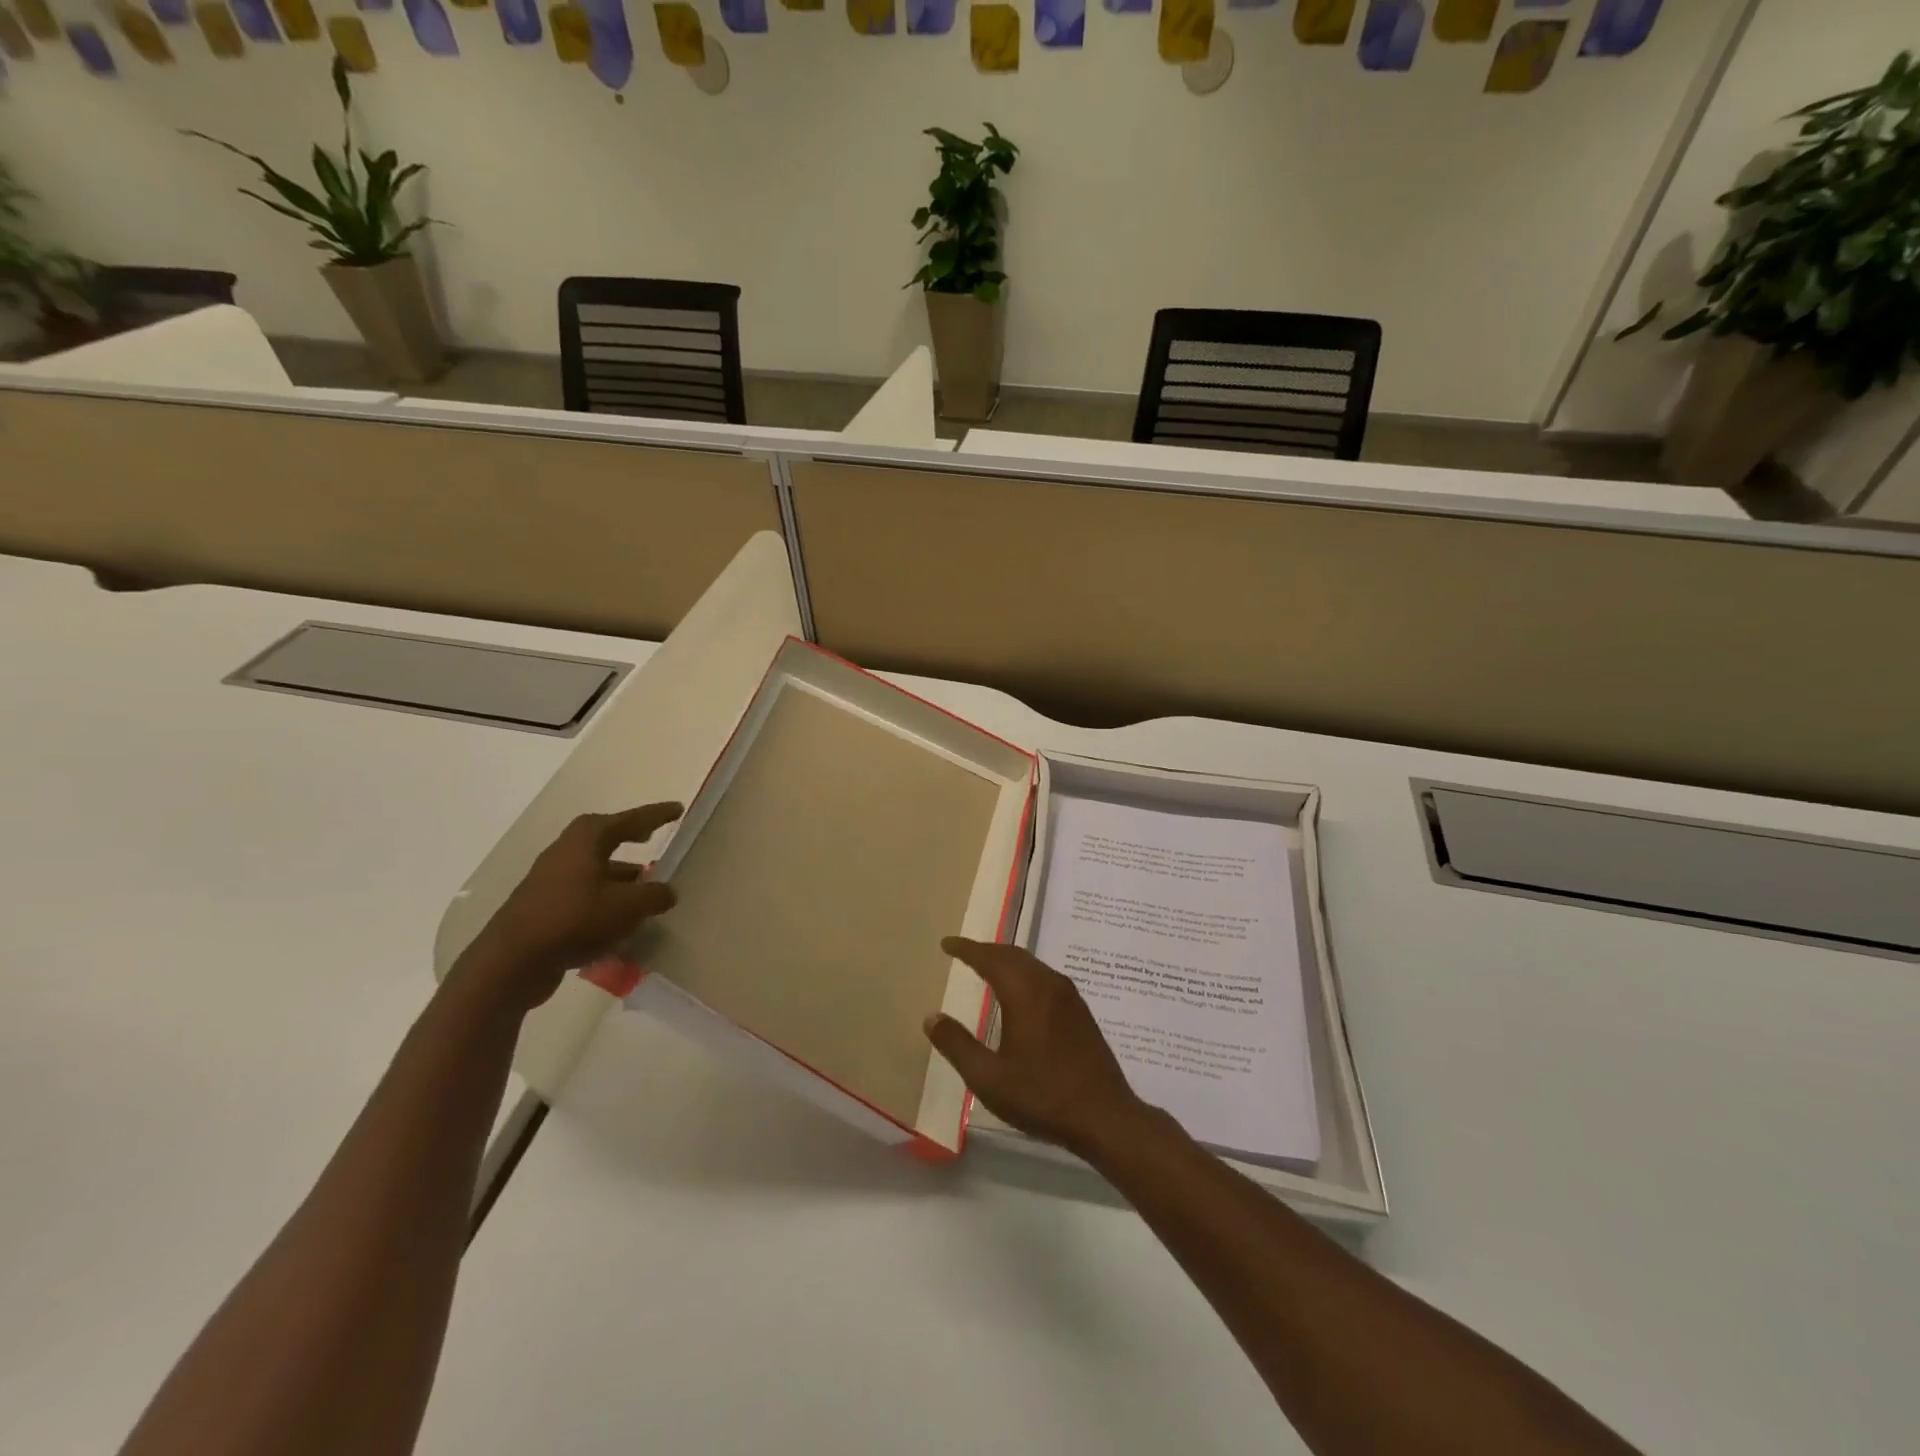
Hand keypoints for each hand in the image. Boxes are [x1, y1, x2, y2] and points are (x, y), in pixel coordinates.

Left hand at [455, 803, 682, 1011]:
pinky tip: (619, 918)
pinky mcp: (542, 907)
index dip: (654, 815)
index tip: (677, 809)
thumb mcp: (627, 907)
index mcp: (586, 840)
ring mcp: (549, 880)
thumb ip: (654, 895)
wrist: (512, 962)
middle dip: (629, 838)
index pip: (628, 820)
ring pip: (593, 868)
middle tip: (651, 839)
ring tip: (644, 887)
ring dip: (618, 874)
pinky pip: (582, 894)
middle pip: (603, 838)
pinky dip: (604, 899)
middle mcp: (565, 852)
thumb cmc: (575, 920)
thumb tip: (667, 892)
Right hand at [924, 937, 1149, 1157]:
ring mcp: (1069, 996)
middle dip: (986, 950)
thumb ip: (957, 1045)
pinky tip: (1019, 992)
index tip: (947, 943)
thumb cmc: (1042, 1096)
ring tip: (986, 967)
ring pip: (1031, 964)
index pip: (990, 958)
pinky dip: (1023, 973)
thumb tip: (932, 1017)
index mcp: (1025, 993)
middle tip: (963, 952)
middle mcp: (1048, 984)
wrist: (1105, 1116)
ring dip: (1006, 960)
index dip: (966, 949)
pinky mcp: (1080, 1010)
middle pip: (1012, 955)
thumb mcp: (989, 1078)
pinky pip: (1044, 977)